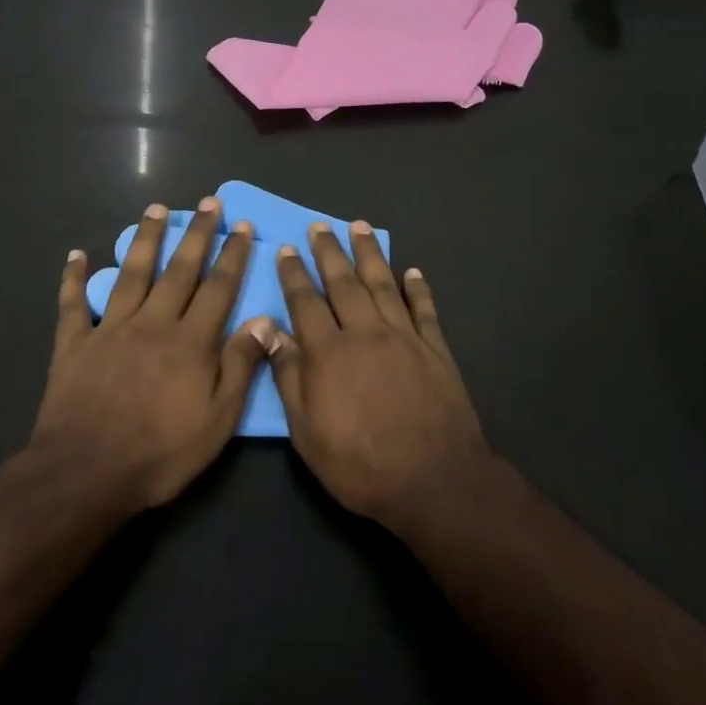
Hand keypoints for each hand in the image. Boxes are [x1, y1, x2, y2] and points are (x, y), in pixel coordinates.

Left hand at [34, 199, 276, 512]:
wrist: (84, 475)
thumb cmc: (159, 454)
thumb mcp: (216, 422)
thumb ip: (240, 367)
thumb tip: (263, 320)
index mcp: (190, 341)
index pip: (218, 287)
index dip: (232, 255)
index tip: (242, 226)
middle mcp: (153, 323)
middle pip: (179, 269)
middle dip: (197, 233)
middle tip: (209, 202)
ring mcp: (111, 329)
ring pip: (132, 272)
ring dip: (145, 238)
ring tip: (156, 208)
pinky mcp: (75, 343)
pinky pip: (73, 304)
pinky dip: (74, 278)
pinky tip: (76, 254)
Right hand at [267, 222, 489, 531]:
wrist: (434, 479)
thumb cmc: (361, 464)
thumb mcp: (308, 433)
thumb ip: (290, 378)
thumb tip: (270, 332)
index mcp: (330, 353)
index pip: (306, 303)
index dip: (294, 274)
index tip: (286, 250)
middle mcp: (365, 332)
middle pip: (344, 282)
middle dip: (329, 251)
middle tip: (320, 225)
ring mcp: (404, 336)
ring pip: (383, 284)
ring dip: (369, 253)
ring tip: (360, 227)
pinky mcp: (435, 348)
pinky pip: (424, 308)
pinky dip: (418, 288)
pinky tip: (412, 271)